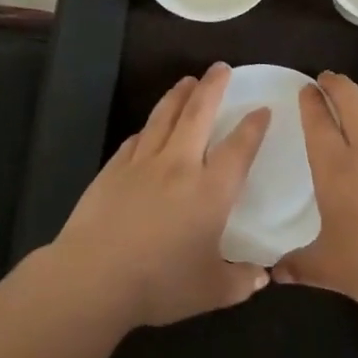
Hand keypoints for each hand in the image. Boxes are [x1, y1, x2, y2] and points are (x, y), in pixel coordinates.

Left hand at [49, 63, 271, 328]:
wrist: (94, 277)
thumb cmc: (160, 283)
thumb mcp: (211, 291)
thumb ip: (241, 281)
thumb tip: (263, 277)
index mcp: (211, 190)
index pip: (239, 148)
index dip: (253, 126)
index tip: (262, 109)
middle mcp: (180, 166)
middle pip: (198, 114)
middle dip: (212, 87)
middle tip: (220, 67)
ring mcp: (143, 163)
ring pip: (164, 117)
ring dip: (178, 95)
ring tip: (187, 81)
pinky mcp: (113, 169)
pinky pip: (136, 139)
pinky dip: (148, 126)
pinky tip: (149, 125)